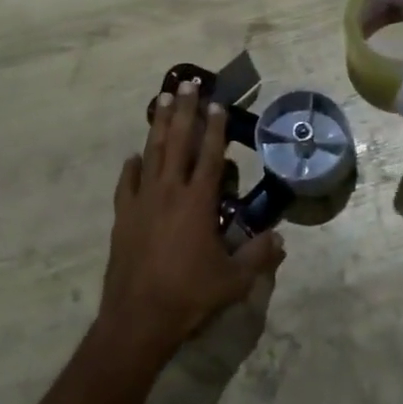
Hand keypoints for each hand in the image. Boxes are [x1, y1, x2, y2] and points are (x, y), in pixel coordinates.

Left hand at [99, 81, 285, 363]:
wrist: (138, 319)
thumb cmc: (190, 296)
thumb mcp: (234, 281)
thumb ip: (258, 257)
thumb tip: (279, 239)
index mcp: (198, 203)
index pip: (210, 156)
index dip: (215, 129)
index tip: (217, 104)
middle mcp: (169, 193)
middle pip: (177, 143)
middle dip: (184, 112)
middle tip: (186, 85)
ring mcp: (142, 203)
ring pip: (151, 155)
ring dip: (159, 127)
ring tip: (162, 101)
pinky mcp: (123, 218)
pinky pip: (127, 184)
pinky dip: (132, 168)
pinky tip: (134, 157)